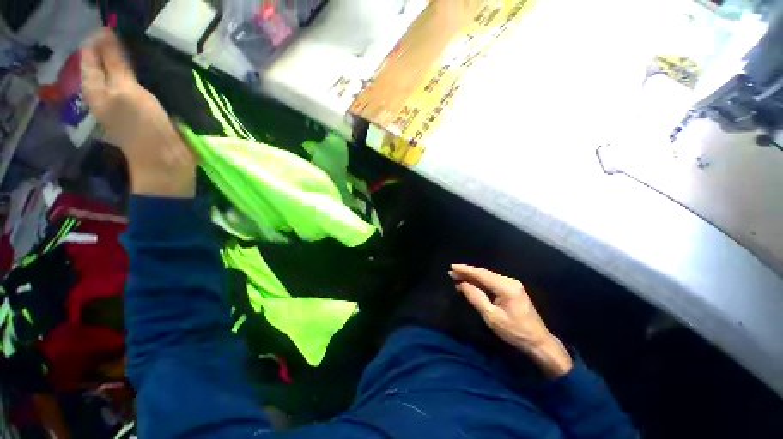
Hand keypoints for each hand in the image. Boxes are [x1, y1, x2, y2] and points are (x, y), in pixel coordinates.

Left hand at [81, 29, 196, 197]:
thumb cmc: (143, 127)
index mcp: (94, 87)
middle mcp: (105, 90)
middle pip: (105, 60)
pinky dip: (144, 73)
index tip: (121, 31)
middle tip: (135, 42)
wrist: (165, 158)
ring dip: (132, 60)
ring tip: (144, 52)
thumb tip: (106, 32)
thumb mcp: (124, 91)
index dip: (102, 39)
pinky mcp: (143, 107)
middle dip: (117, 47)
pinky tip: (153, 70)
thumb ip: (113, 62)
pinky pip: (138, 82)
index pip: (91, 53)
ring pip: (123, 70)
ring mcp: (124, 99)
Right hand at [450, 264, 572, 377]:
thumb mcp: (492, 317)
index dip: (465, 270)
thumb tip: (462, 284)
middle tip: (451, 272)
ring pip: (487, 276)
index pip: (481, 274)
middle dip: (467, 272)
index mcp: (506, 287)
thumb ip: (476, 298)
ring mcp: (512, 284)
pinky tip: (471, 283)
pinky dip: (480, 281)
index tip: (452, 266)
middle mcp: (509, 281)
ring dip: (472, 276)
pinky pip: (492, 281)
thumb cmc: (515, 332)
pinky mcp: (512, 289)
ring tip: (457, 276)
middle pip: (484, 273)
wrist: (538, 342)